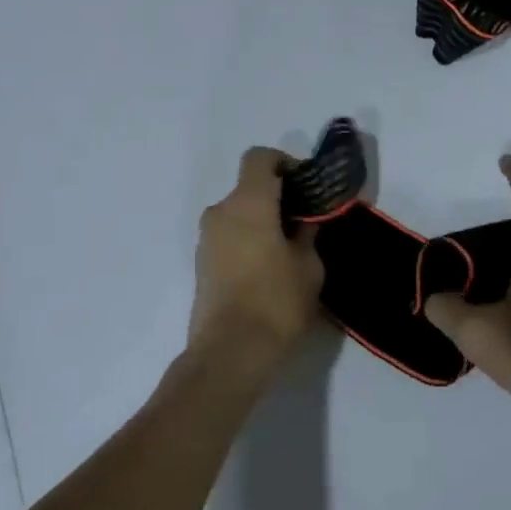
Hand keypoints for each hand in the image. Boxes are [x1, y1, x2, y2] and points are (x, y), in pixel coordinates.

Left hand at [188, 147, 322, 366]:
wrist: (230, 351)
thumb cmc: (276, 302)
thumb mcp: (308, 265)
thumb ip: (308, 232)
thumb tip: (306, 219)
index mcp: (248, 203)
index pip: (260, 158)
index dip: (285, 163)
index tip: (307, 186)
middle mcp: (221, 212)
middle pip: (249, 188)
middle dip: (278, 198)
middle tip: (307, 221)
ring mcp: (207, 239)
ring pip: (239, 214)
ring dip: (263, 221)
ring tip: (290, 249)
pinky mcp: (202, 264)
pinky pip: (230, 237)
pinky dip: (249, 240)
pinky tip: (270, 268)